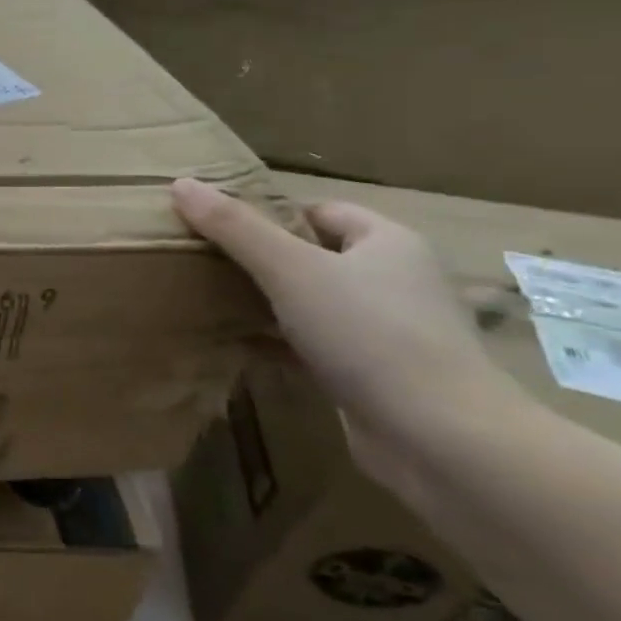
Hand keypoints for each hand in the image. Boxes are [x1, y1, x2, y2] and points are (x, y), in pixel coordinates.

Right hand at [171, 178, 511, 459]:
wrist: (438, 437)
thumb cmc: (368, 334)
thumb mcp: (290, 270)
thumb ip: (234, 227)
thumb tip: (181, 183)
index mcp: (388, 242)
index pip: (319, 211)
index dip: (269, 215)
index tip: (218, 229)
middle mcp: (394, 280)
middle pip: (313, 255)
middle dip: (260, 260)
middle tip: (204, 263)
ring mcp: (387, 329)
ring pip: (312, 302)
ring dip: (266, 303)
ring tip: (210, 302)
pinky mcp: (374, 373)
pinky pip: (313, 345)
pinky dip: (277, 343)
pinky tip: (236, 346)